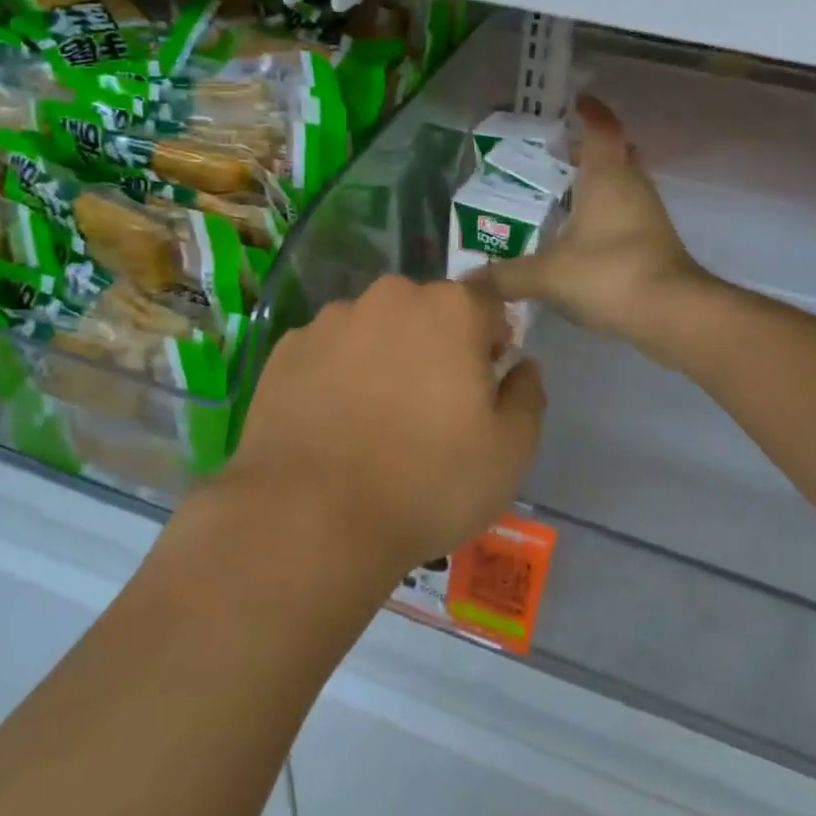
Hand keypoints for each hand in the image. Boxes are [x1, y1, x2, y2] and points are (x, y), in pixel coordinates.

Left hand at [222, 276, 546, 577]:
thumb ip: (527, 395)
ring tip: (372, 419)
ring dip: (383, 356)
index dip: (491, 340)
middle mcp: (391, 297)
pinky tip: (331, 423)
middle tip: (429, 406)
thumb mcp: (510, 452)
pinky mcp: (287, 348)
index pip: (487, 304)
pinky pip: (328, 352)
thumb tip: (522, 366)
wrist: (311, 519)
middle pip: (426, 311)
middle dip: (435, 345)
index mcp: (451, 309)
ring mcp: (332, 319)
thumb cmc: (428, 482)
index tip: (481, 383)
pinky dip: (336, 374)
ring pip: (374, 328)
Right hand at [472, 97, 711, 355]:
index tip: (573, 103)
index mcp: (608, 175)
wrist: (673, 313)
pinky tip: (579, 236)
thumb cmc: (609, 273)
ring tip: (559, 196)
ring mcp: (648, 214)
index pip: (601, 128)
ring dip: (596, 184)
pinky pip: (626, 212)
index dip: (589, 111)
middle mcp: (632, 185)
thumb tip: (466, 282)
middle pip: (615, 153)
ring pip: (622, 184)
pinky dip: (605, 213)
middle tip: (556, 155)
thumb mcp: (548, 274)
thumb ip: (506, 276)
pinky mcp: (655, 241)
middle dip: (588, 150)